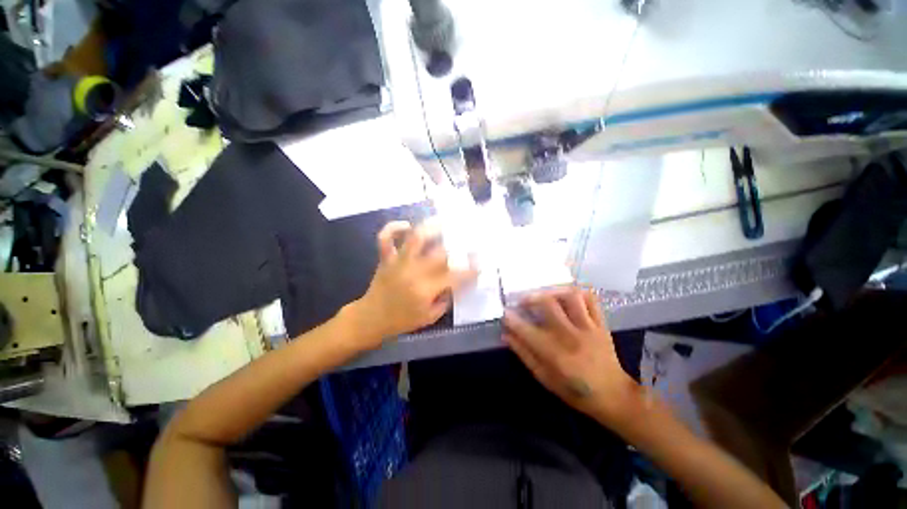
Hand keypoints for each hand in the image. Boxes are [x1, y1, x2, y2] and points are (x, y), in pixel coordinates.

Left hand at [351, 221, 476, 346]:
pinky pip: (385, 238)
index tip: (481, 263)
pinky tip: (406, 225)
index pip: (455, 276)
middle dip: (458, 245)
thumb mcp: (430, 317)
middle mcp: (414, 271)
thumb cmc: (402, 321)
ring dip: (430, 227)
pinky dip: (393, 228)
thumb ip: (445, 298)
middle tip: (468, 239)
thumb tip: (455, 282)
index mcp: (426, 289)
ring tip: (442, 221)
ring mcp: (398, 262)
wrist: (371, 319)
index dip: (471, 269)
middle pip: (440, 252)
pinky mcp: (386, 258)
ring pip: (415, 238)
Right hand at [503, 287, 640, 425]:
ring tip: (544, 295)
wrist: (614, 396)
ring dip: (553, 292)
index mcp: (555, 354)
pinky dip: (577, 293)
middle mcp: (570, 336)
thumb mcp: (545, 378)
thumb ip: (525, 355)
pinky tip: (566, 295)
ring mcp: (588, 327)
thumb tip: (506, 335)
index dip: (511, 319)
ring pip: (570, 297)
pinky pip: (591, 300)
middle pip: (548, 304)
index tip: (504, 313)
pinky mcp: (601, 324)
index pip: (526, 330)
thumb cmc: (576, 391)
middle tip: (523, 301)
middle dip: (530, 298)